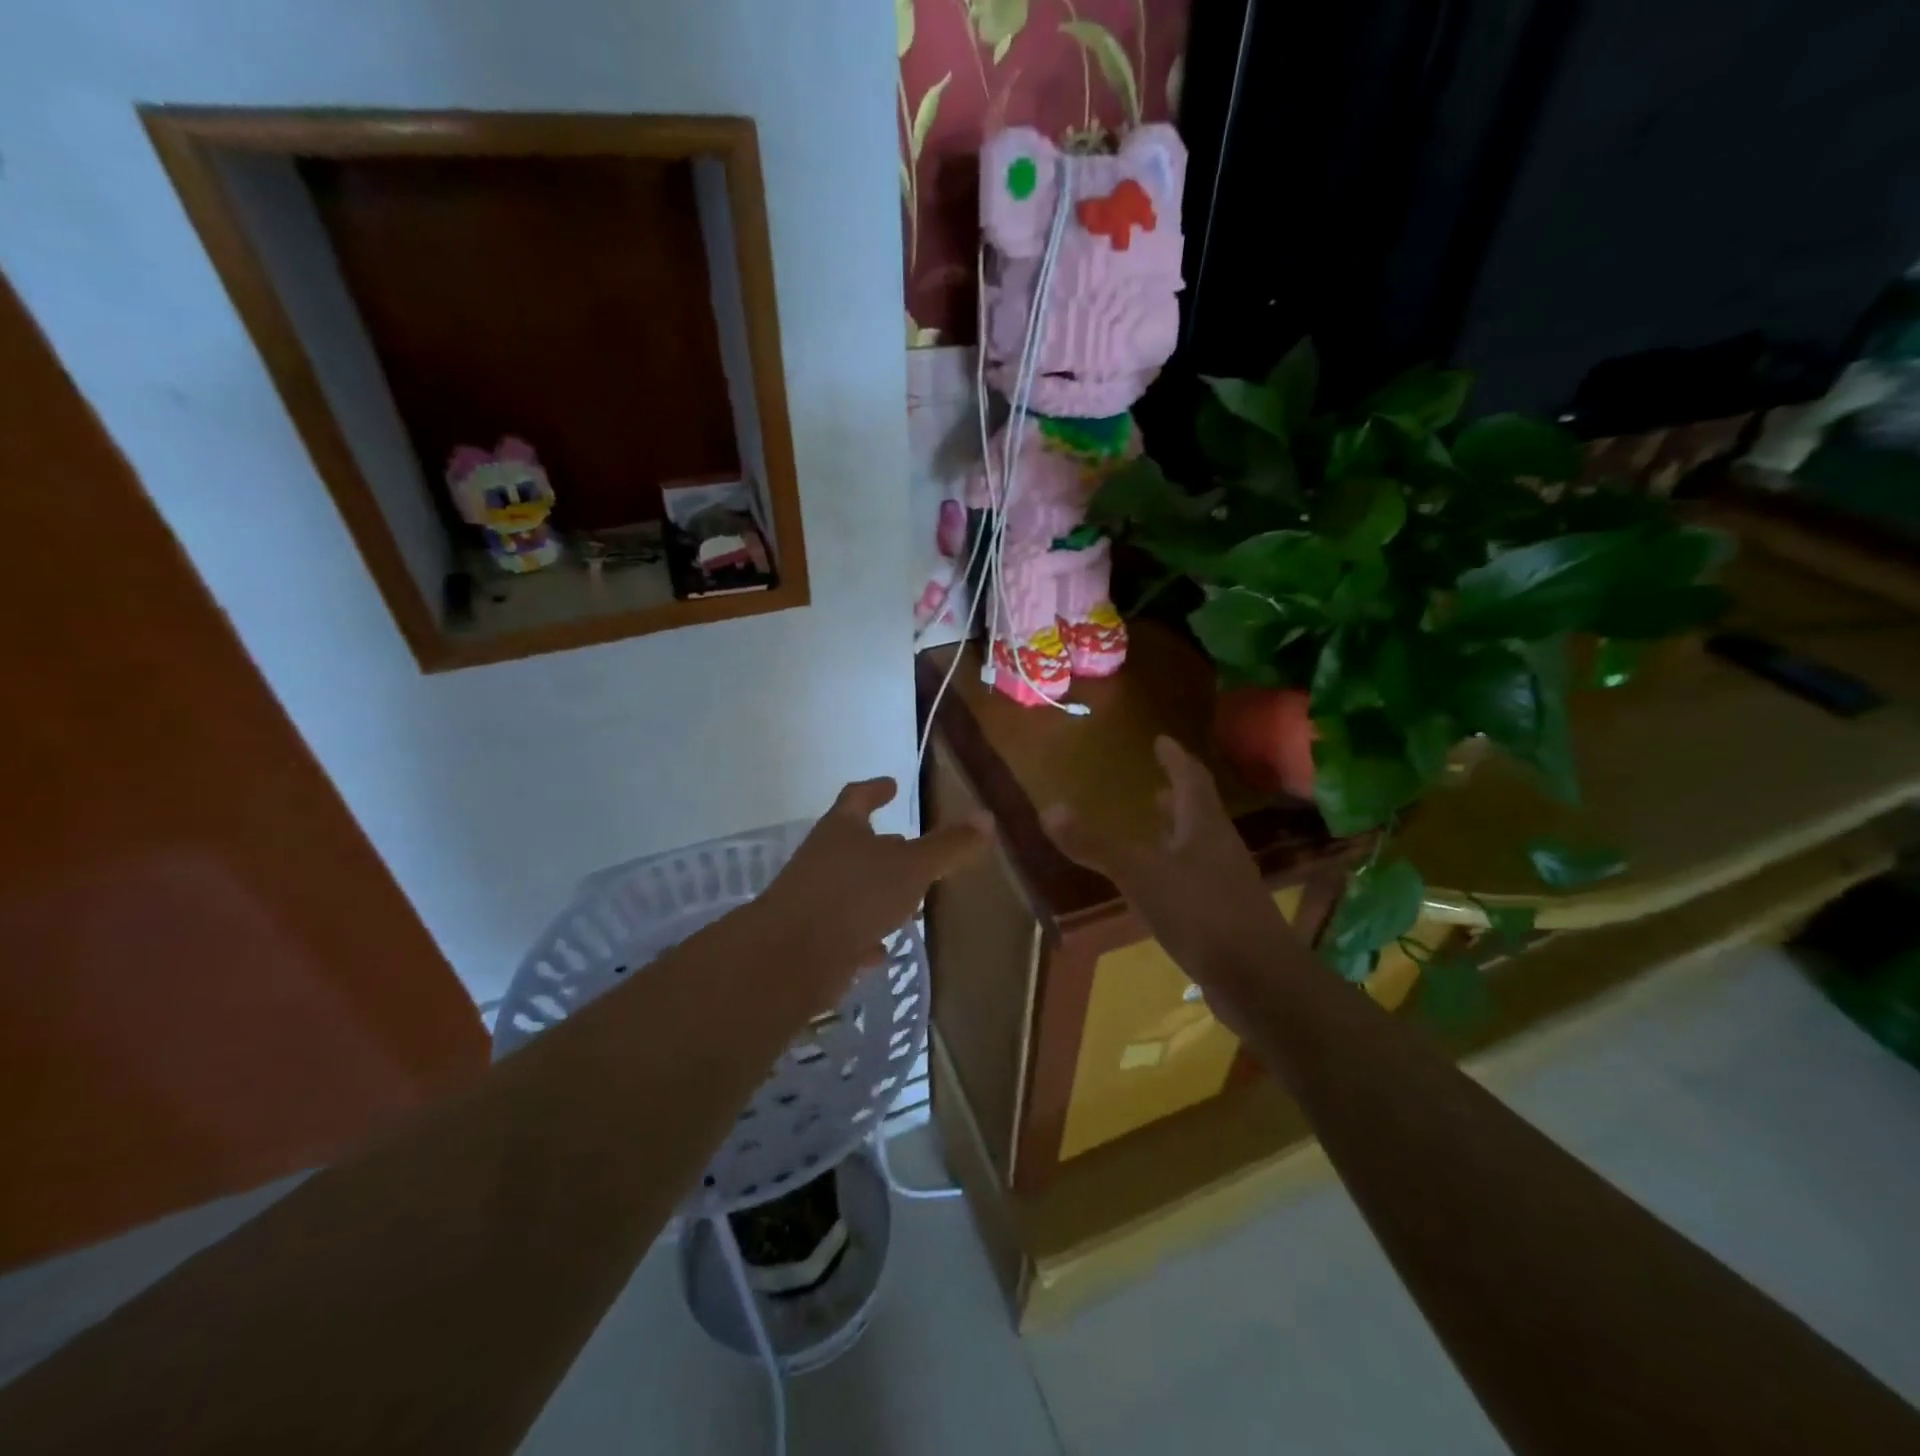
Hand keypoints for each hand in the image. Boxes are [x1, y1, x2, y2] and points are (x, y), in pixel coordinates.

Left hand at [751, 777, 989, 1000]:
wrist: (790, 958)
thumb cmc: (854, 896)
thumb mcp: (912, 867)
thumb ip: (948, 845)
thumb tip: (986, 816)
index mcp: (841, 830)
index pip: (857, 797)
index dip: (875, 790)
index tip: (891, 784)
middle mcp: (822, 859)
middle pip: (853, 844)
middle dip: (881, 844)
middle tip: (907, 843)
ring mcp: (813, 900)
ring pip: (850, 890)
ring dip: (876, 892)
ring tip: (907, 901)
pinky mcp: (811, 940)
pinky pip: (844, 933)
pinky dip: (864, 936)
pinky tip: (881, 950)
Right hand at [1042, 736, 1301, 1031]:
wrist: (1259, 980)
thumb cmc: (1200, 913)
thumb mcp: (1140, 875)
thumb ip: (1095, 845)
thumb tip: (1048, 809)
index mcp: (1204, 827)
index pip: (1191, 779)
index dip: (1176, 758)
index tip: (1162, 740)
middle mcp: (1220, 848)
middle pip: (1200, 812)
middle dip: (1177, 796)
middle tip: (1156, 786)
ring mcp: (1228, 884)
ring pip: (1200, 847)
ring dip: (1178, 833)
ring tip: (1155, 828)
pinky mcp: (1227, 916)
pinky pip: (1198, 880)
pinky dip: (1178, 870)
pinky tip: (1161, 887)